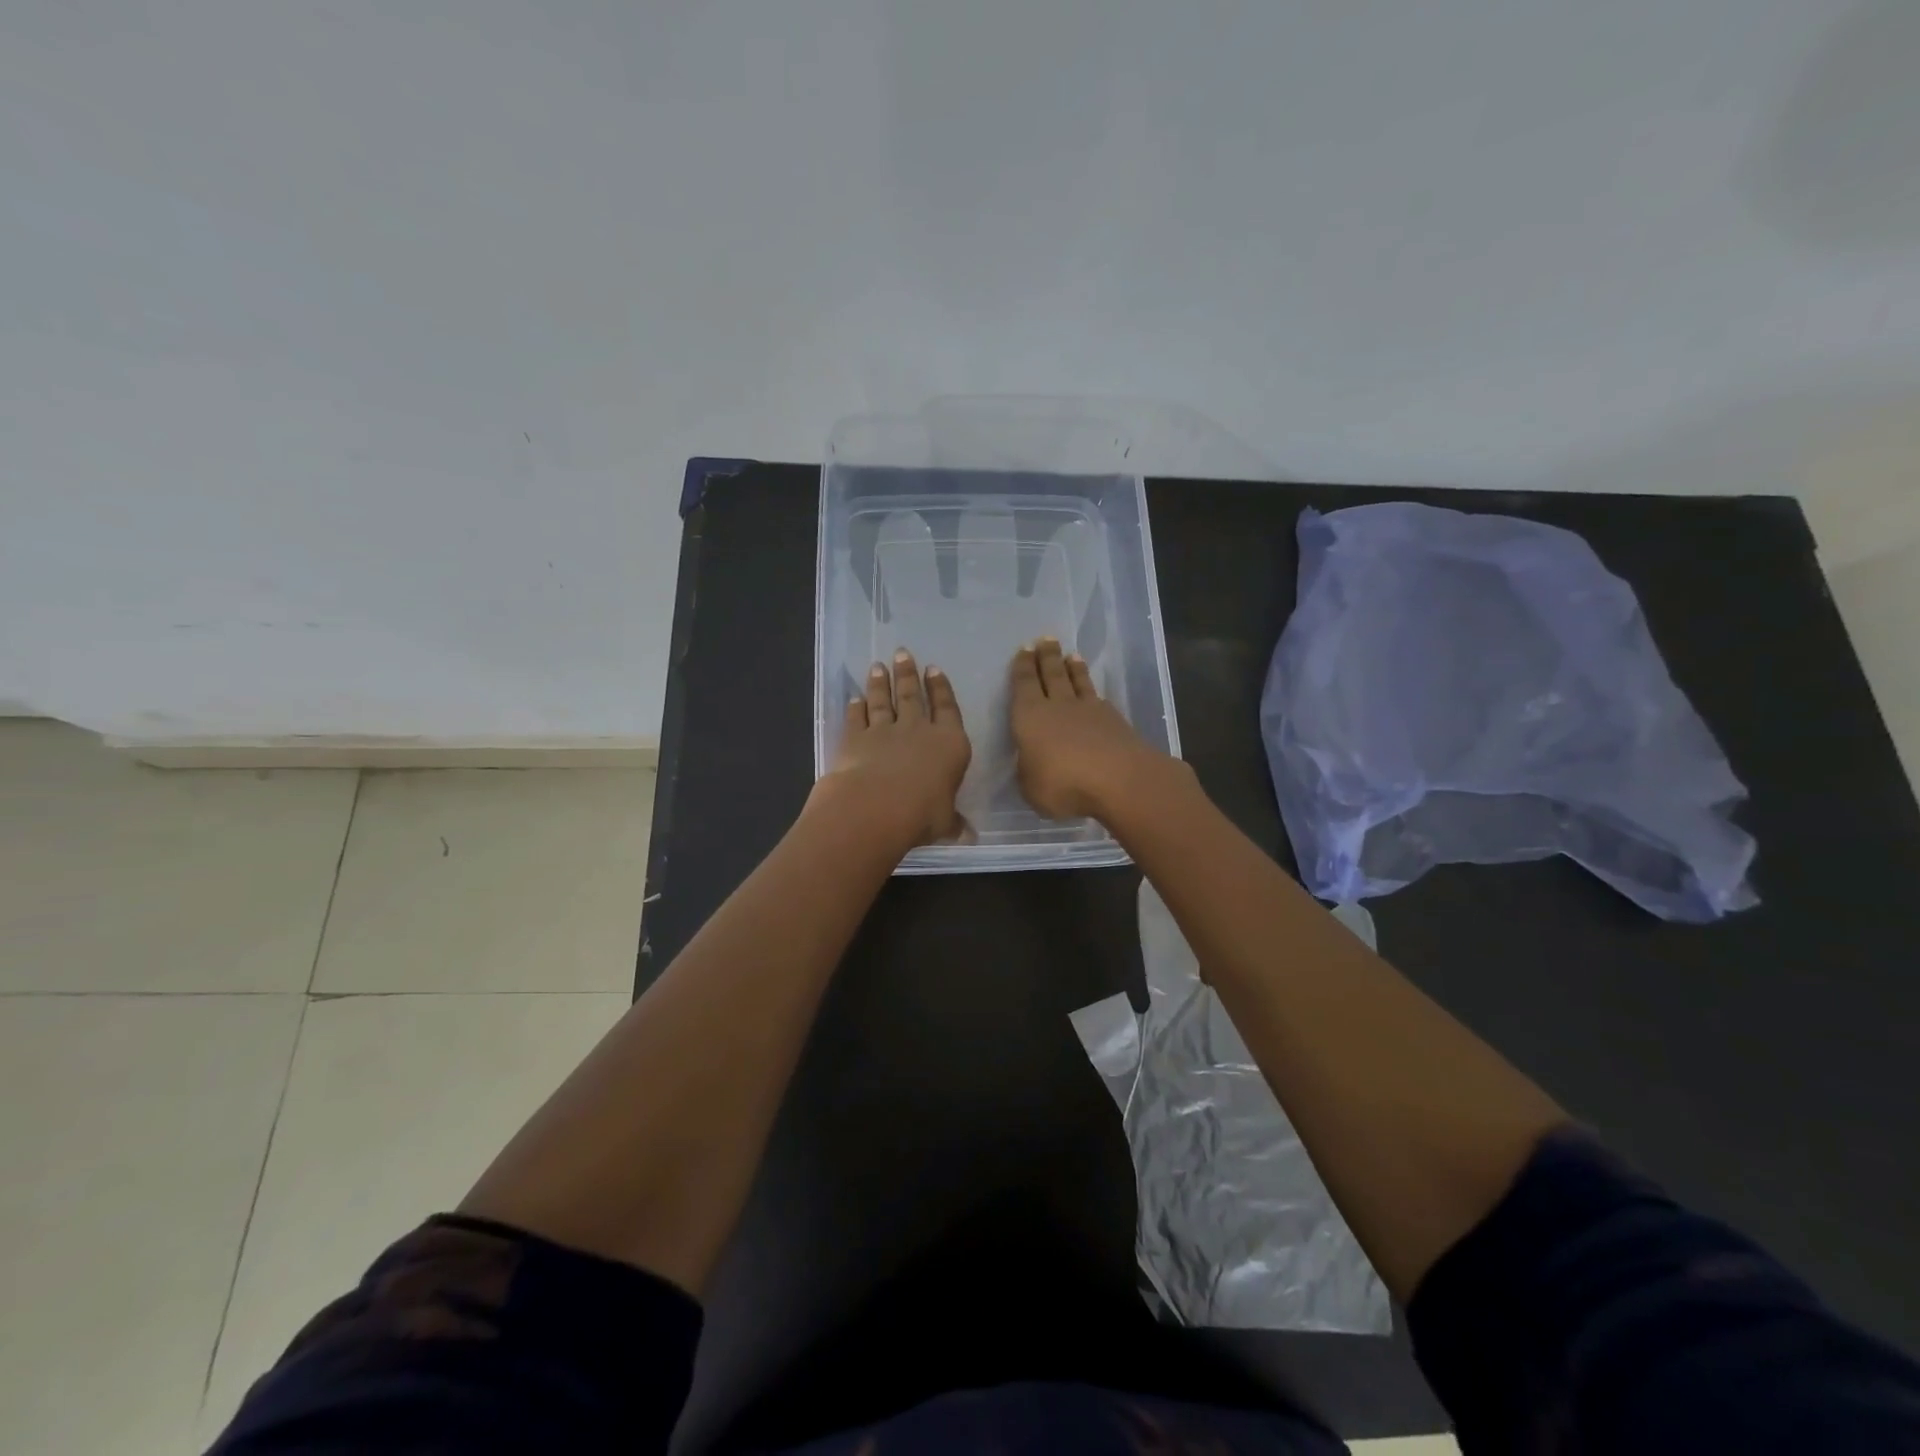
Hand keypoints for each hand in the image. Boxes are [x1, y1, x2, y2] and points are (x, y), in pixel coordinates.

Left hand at [817, 649, 971, 848]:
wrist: (875, 808)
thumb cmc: (922, 814)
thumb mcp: (944, 822)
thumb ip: (953, 823)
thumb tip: (969, 836)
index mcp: (949, 744)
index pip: (947, 709)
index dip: (941, 688)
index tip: (934, 670)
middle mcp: (918, 730)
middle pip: (913, 696)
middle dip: (908, 674)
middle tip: (903, 653)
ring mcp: (884, 731)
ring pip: (883, 701)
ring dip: (880, 683)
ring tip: (878, 666)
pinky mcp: (855, 738)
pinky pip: (856, 718)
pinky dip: (855, 707)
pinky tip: (854, 698)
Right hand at [1009, 637, 1172, 820]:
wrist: (1120, 780)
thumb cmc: (1063, 784)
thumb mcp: (1031, 787)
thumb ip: (1029, 771)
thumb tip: (1032, 762)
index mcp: (1030, 717)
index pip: (1024, 684)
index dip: (1022, 667)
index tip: (1024, 649)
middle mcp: (1058, 706)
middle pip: (1052, 675)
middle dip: (1047, 657)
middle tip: (1046, 640)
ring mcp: (1090, 711)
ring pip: (1078, 682)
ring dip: (1073, 668)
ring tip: (1071, 655)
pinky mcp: (1115, 721)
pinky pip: (1098, 698)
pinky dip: (1093, 690)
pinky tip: (1094, 692)